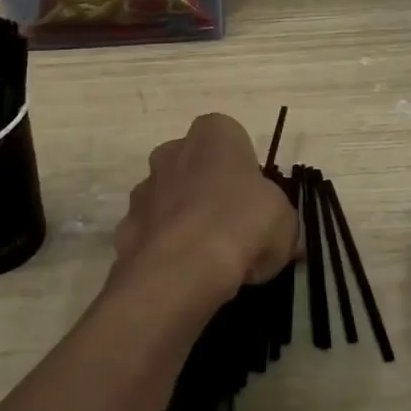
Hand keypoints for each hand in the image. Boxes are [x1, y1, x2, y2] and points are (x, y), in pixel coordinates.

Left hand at [112, 114, 299, 310]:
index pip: (230, 138)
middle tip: (232, 229)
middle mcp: (172, 151)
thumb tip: (281, 239)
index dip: (244, 171)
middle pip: (194, 166)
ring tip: (208, 260)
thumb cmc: (243, 224)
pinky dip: (164, 249)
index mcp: (213, 135)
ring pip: (168, 200)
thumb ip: (281, 222)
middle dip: (208, 192)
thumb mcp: (286, 222)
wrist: (183, 267)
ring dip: (183, 220)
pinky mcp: (125, 226)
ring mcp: (143, 189)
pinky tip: (182, 275)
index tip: (255, 201)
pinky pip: (151, 234)